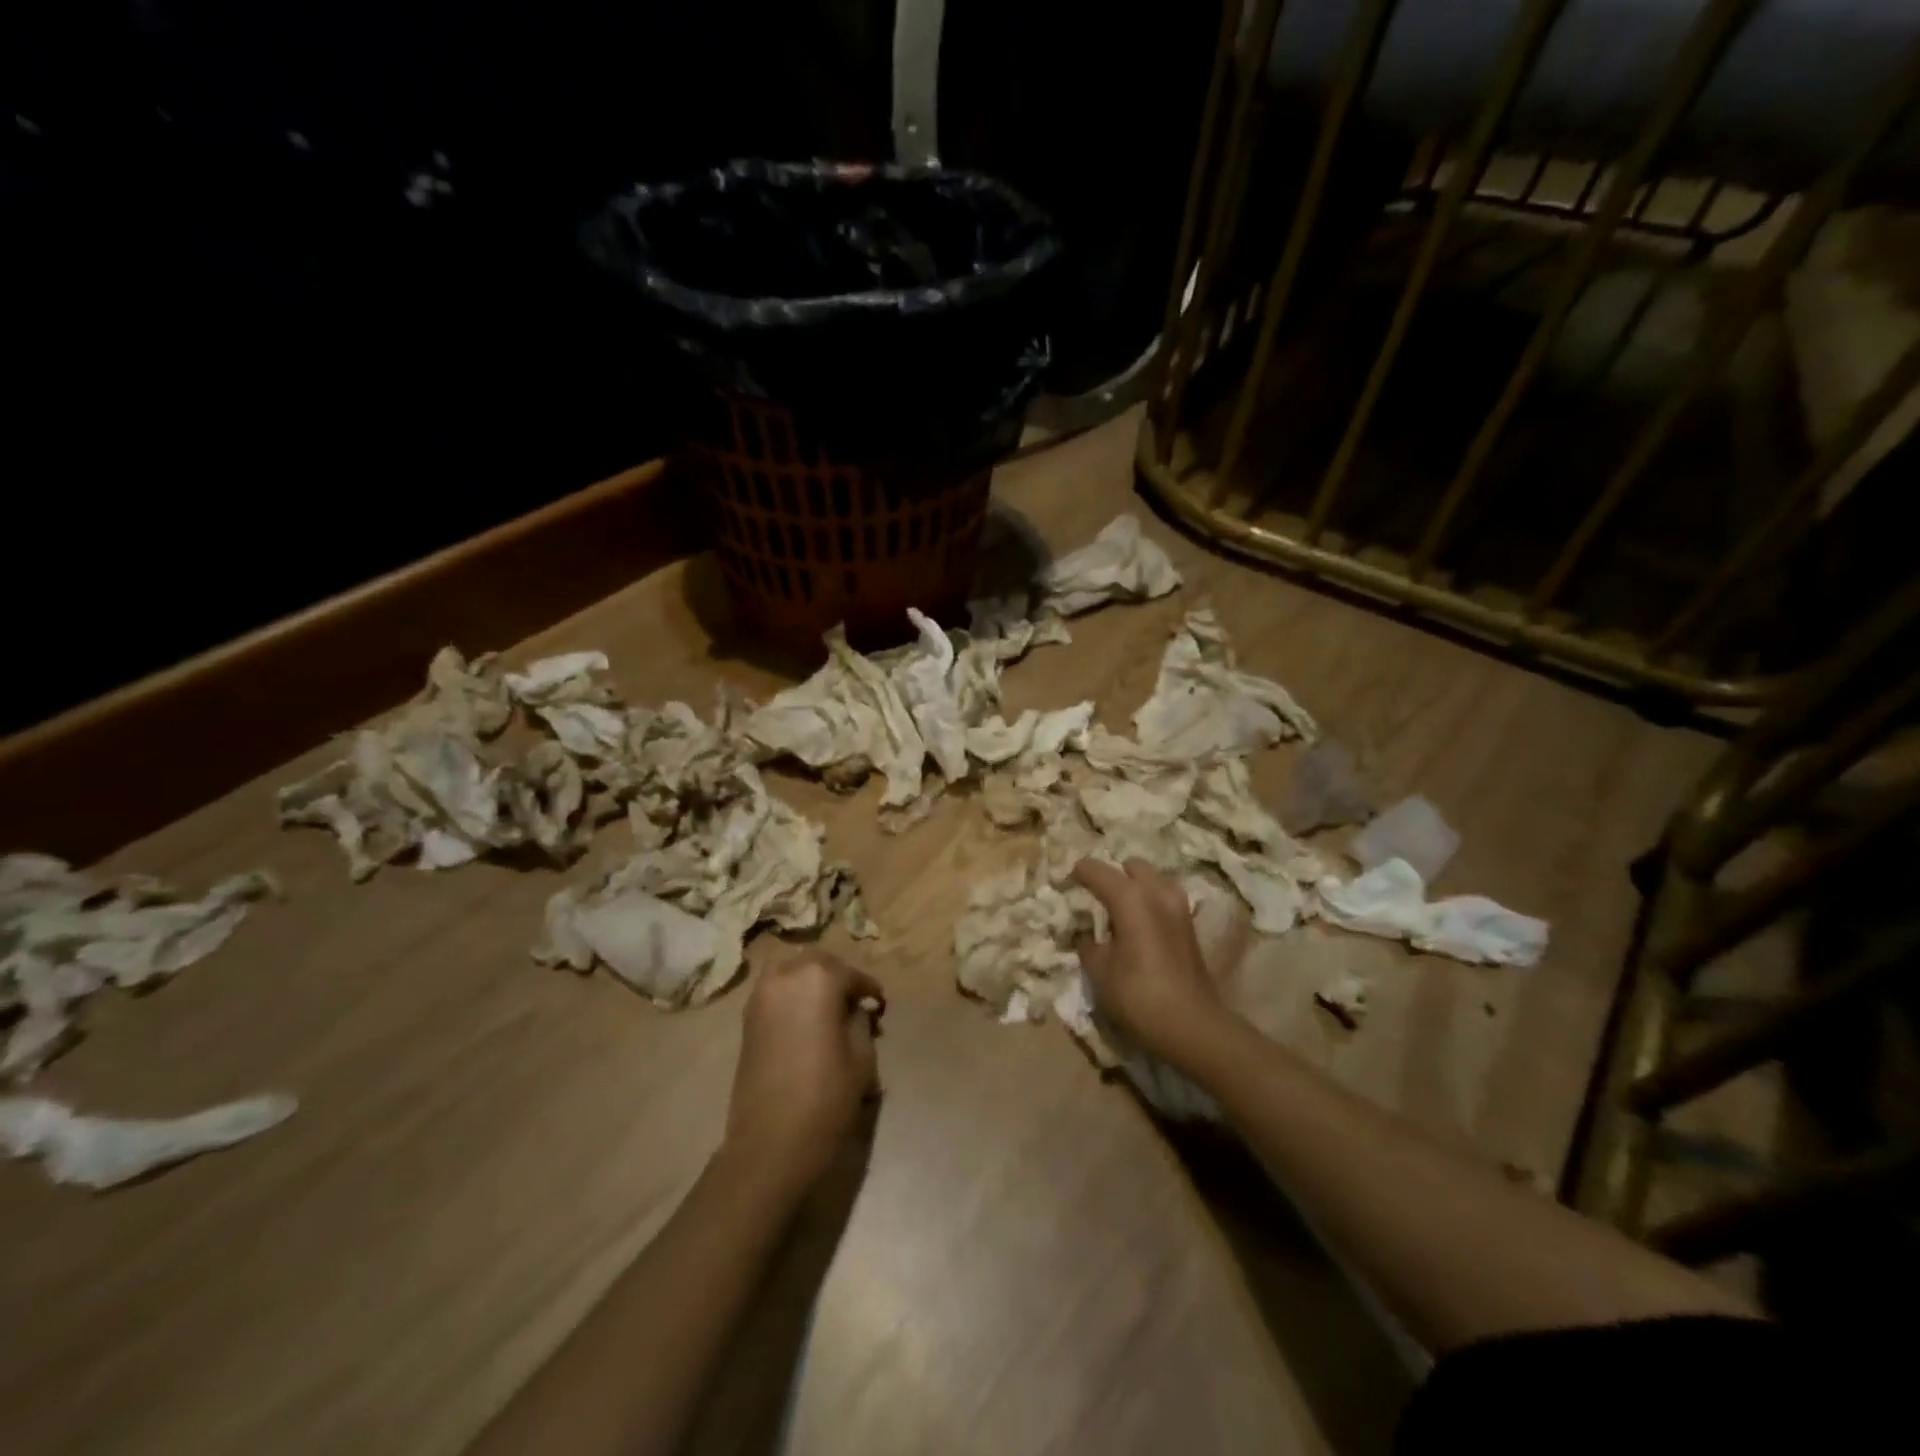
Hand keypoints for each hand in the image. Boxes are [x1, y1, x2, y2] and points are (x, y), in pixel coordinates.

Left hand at [725, 952, 884, 1190]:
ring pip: (790, 972)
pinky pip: (774, 992)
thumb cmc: (826, 1097)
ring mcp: (761, 997)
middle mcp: (786, 977)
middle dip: (838, 977)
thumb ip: (861, 1023)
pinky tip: (806, 1021)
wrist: (770, 1143)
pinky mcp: (747, 1020)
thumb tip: (857, 1010)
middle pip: (817, 963)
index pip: (851, 974)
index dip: (868, 989)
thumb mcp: (861, 1057)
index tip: (880, 1005)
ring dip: (810, 981)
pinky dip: (791, 996)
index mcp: (818, 979)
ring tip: (827, 1008)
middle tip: (854, 1002)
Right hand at [1072, 858, 1228, 1068]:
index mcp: (1130, 897)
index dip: (1078, 873)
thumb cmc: (1137, 995)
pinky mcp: (1190, 926)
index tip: (1065, 883)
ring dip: (1136, 887)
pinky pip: (1165, 899)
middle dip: (1113, 874)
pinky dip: (1150, 903)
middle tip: (1096, 896)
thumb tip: (1085, 933)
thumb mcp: (1099, 971)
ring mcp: (1179, 907)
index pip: (1097, 870)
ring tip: (1119, 910)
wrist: (1191, 1025)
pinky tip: (1139, 926)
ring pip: (1154, 880)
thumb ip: (1087, 944)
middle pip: (1132, 866)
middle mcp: (1157, 892)